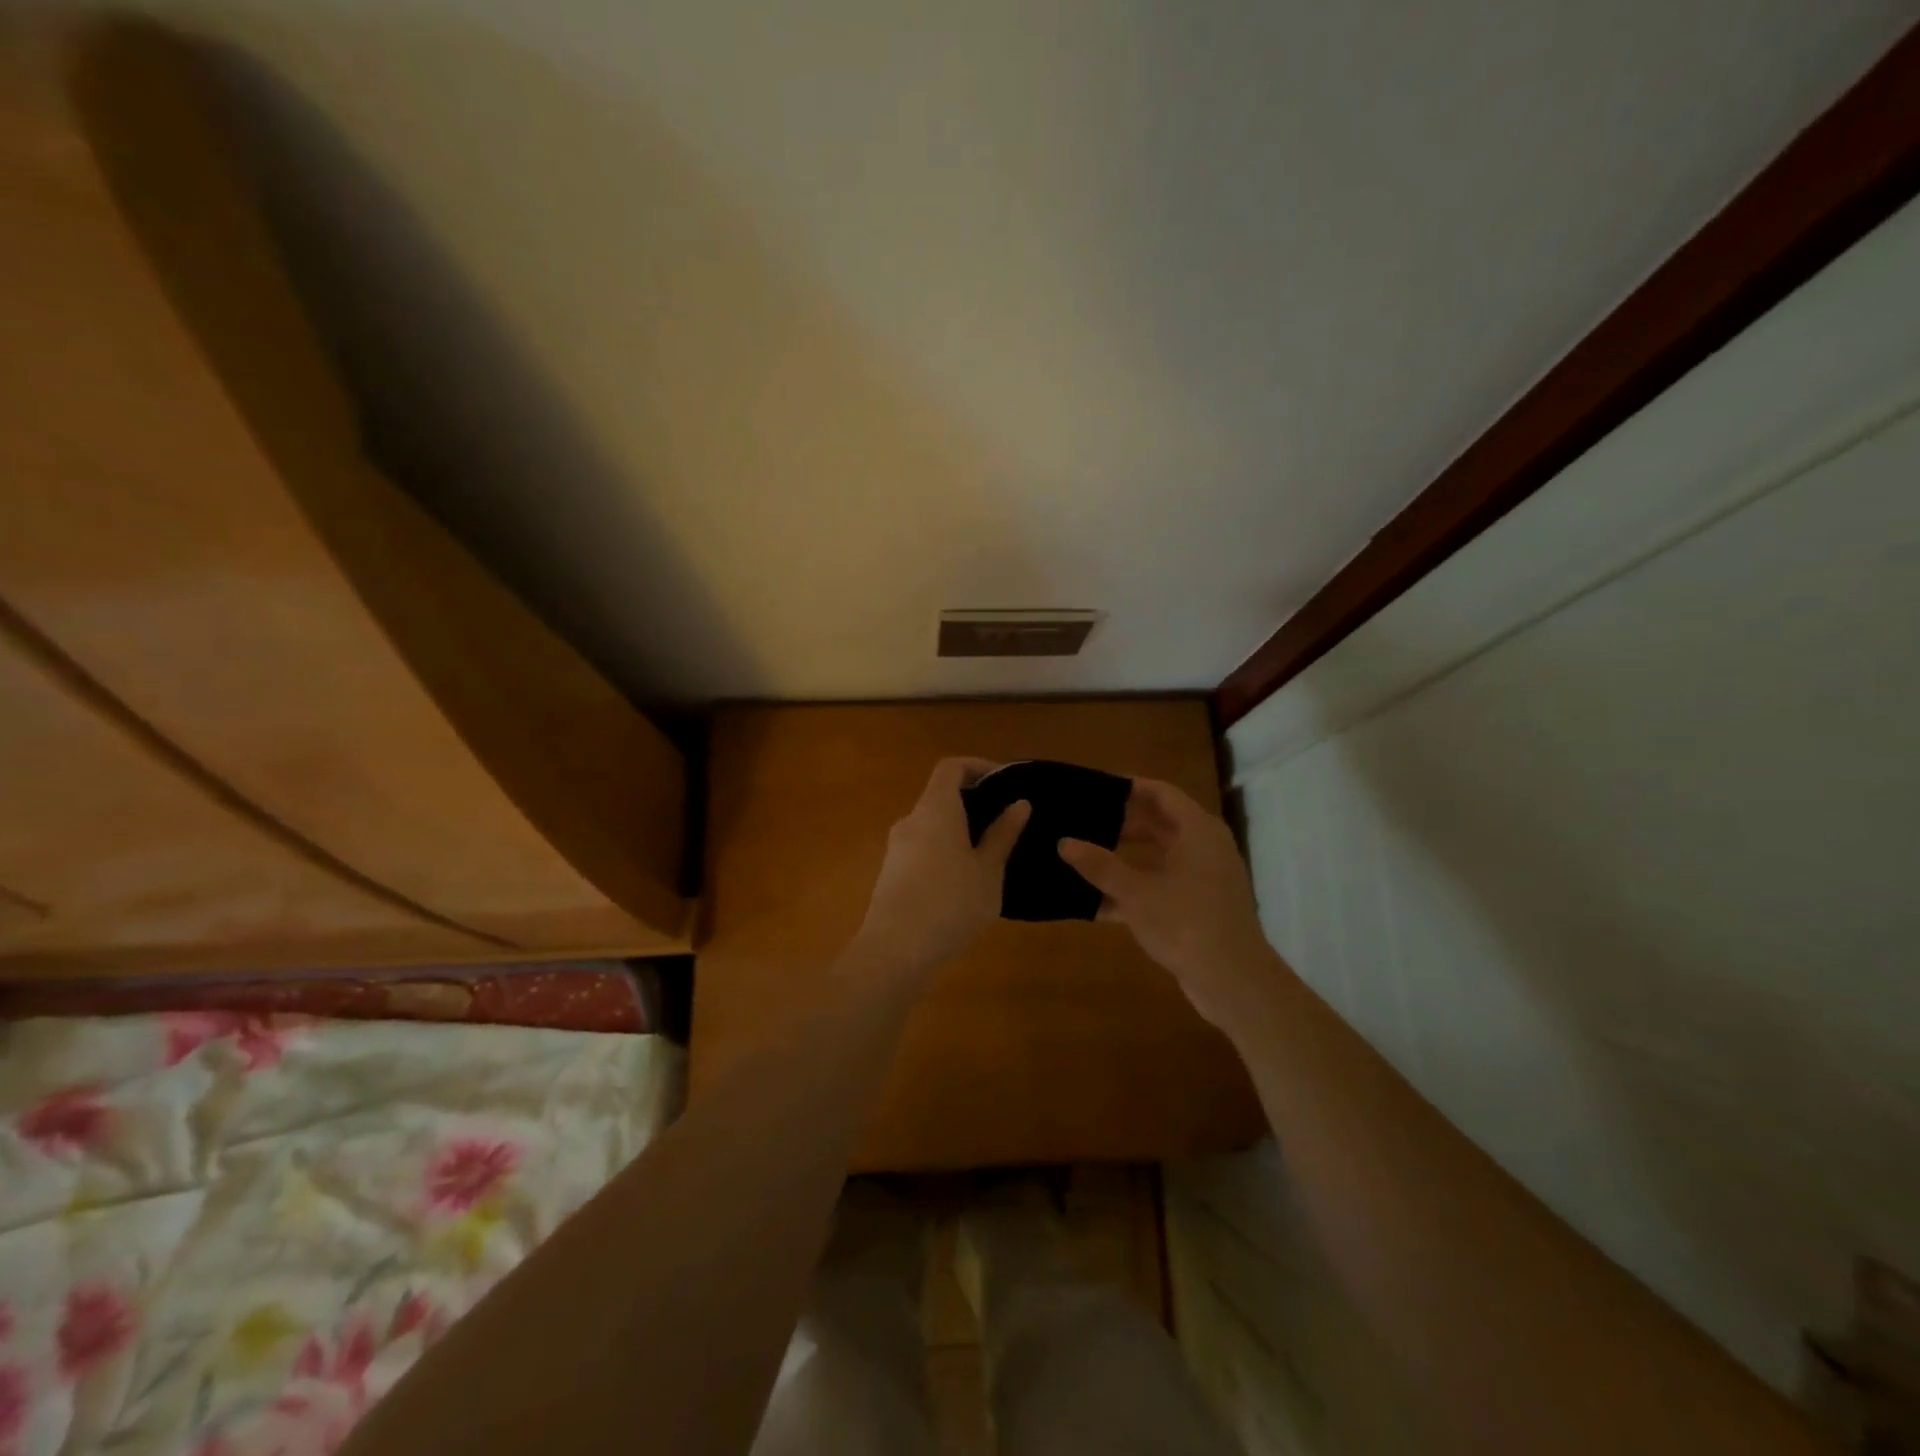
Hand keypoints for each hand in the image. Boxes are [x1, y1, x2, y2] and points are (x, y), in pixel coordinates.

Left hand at [855, 758, 1029, 979]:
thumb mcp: (988, 870)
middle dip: (973, 802)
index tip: (1005, 783)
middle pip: (940, 795)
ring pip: (932, 825)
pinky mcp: (891, 874)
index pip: (952, 767)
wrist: (895, 952)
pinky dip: (945, 851)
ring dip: (960, 830)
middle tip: (1006, 822)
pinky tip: (965, 882)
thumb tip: (1019, 803)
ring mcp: (896, 848)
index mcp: (935, 809)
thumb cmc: (951, 903)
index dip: (978, 766)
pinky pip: (923, 848)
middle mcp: (911, 820)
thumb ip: (1003, 834)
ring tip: (991, 854)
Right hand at [1059, 779, 1278, 1027]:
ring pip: (1157, 857)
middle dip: (1120, 822)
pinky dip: (1133, 889)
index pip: (1160, 793)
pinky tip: (1096, 902)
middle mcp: (1204, 847)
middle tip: (1083, 819)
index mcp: (1197, 831)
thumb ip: (1099, 866)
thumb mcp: (1136, 893)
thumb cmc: (1187, 923)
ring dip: (1124, 857)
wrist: (1233, 981)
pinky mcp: (1197, 907)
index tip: (1094, 787)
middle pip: (1158, 823)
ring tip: (1083, 855)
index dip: (1128, 787)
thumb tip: (1064, 842)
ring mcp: (1203, 879)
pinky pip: (1160, 886)